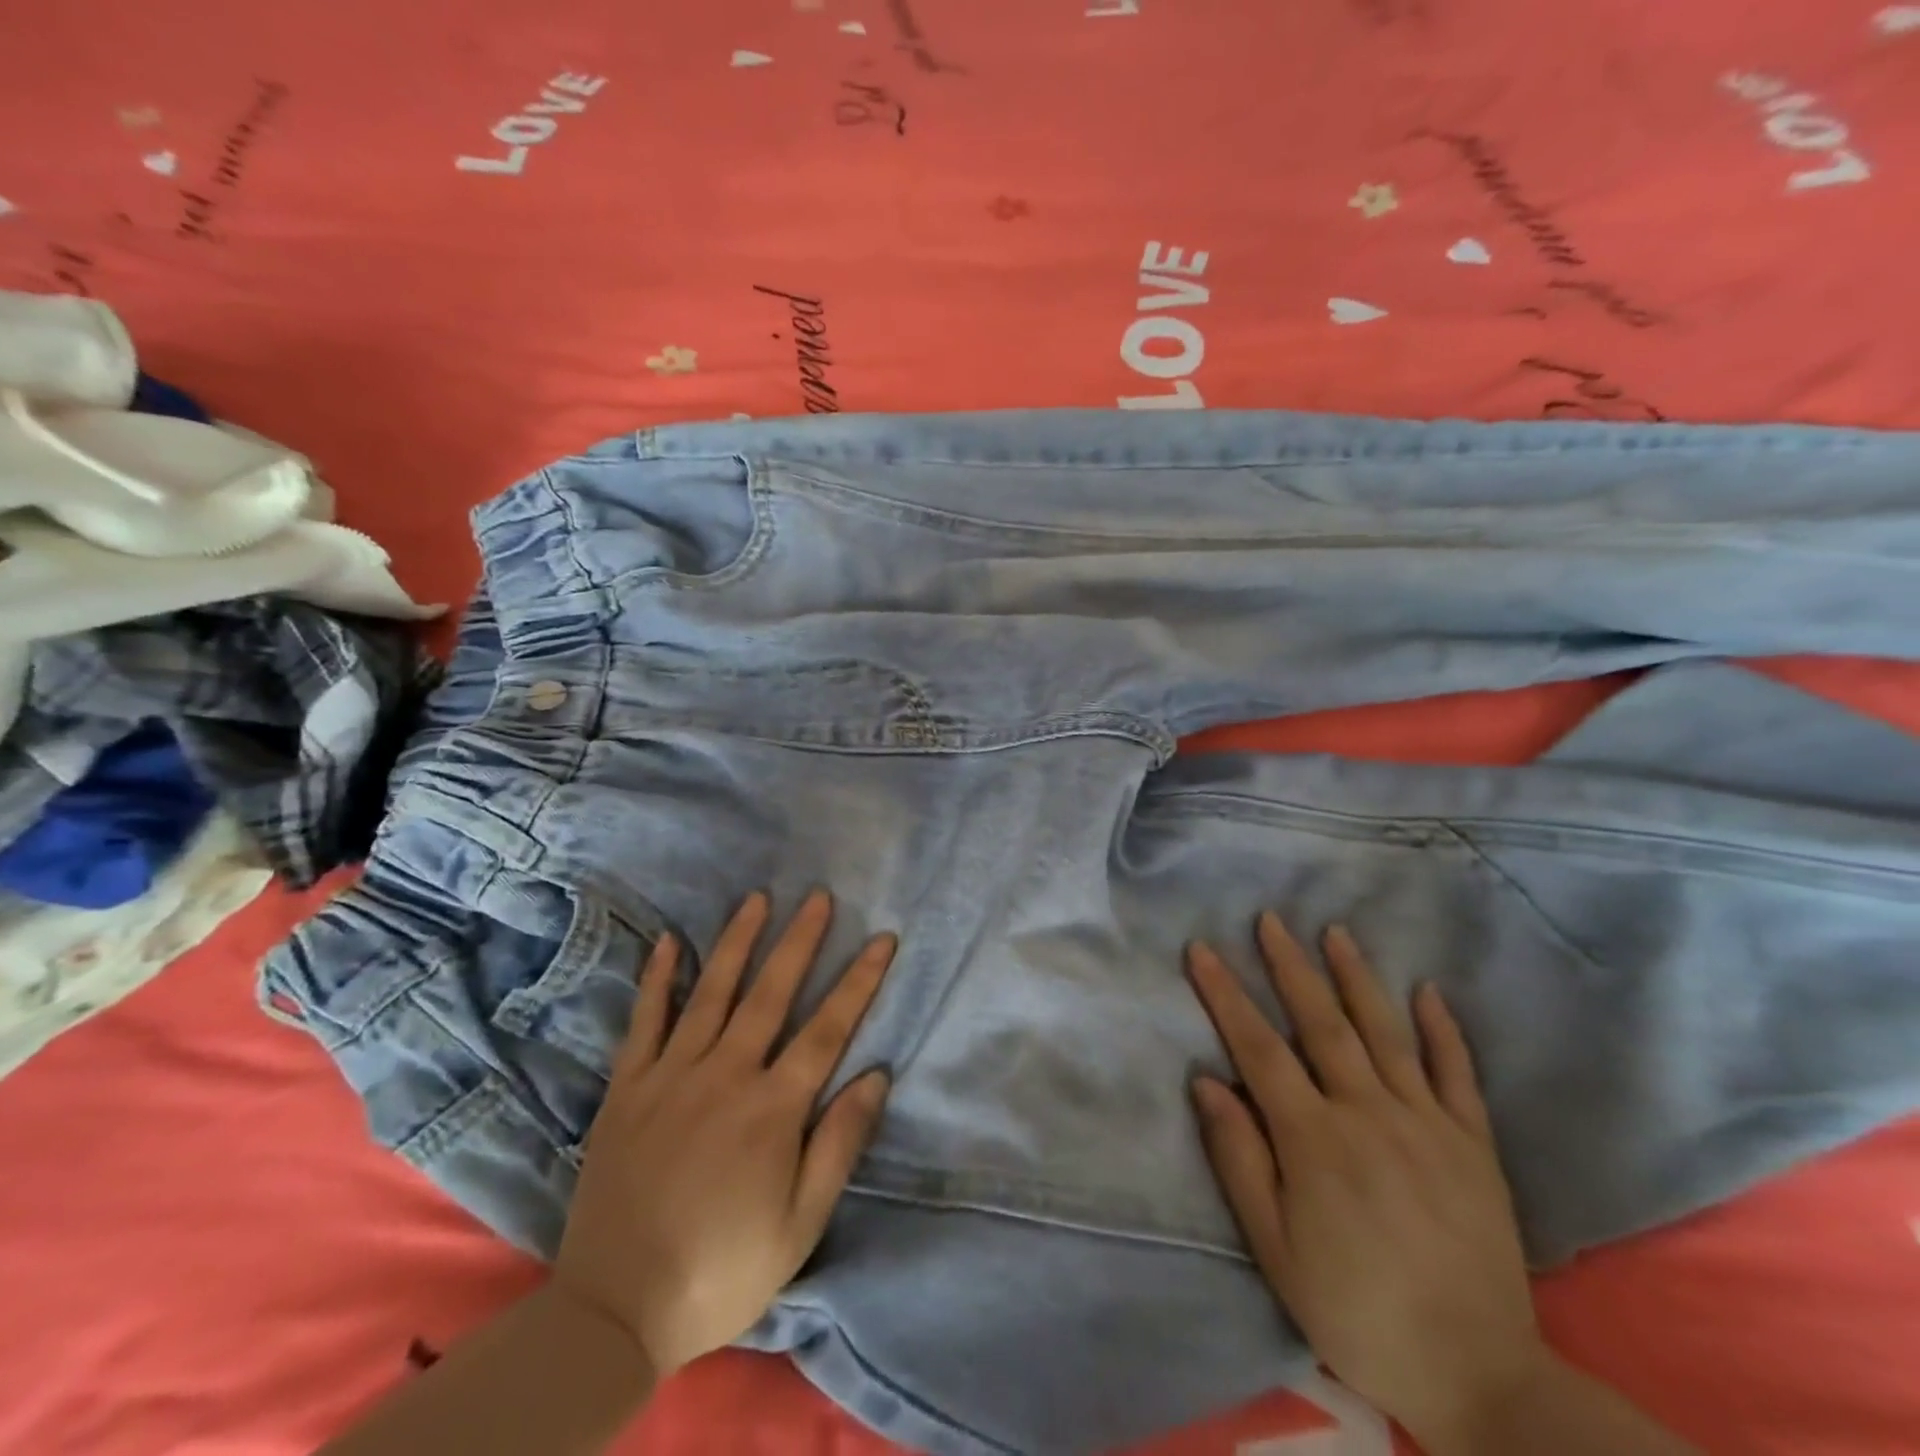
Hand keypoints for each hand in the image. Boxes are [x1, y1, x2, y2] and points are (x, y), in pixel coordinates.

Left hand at [554, 890, 894, 1378]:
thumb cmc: (722, 1270)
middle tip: (819, 897)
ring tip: (758, 899)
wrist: (614, 1314)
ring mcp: (671, 1076)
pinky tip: (671, 942)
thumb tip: (876, 1074)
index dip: (859, 981)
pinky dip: (658, 979)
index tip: (882, 938)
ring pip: (711, 993)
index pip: (828, 1029)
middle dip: (800, 941)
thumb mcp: (800, 1224)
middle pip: (770, 994)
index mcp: (772, 1109)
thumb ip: (839, 1143)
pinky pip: (645, 1022)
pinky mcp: (627, 1089)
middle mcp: (725, 1076)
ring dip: (738, 942)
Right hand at [1187, 913, 1548, 1442]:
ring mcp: (1427, 1124)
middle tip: (1270, 919)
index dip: (1225, 994)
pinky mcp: (1474, 1145)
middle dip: (1290, 966)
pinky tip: (1428, 991)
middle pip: (1322, 1023)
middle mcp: (1369, 1113)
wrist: (1480, 1377)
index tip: (1202, 950)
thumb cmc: (1358, 1311)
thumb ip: (1239, 1158)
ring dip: (1357, 978)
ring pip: (1386, 1033)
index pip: (1258, 1048)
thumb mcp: (1275, 1249)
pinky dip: (1443, 1029)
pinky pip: (1457, 1074)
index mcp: (1314, 1139)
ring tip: (1335, 932)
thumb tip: (1206, 1081)